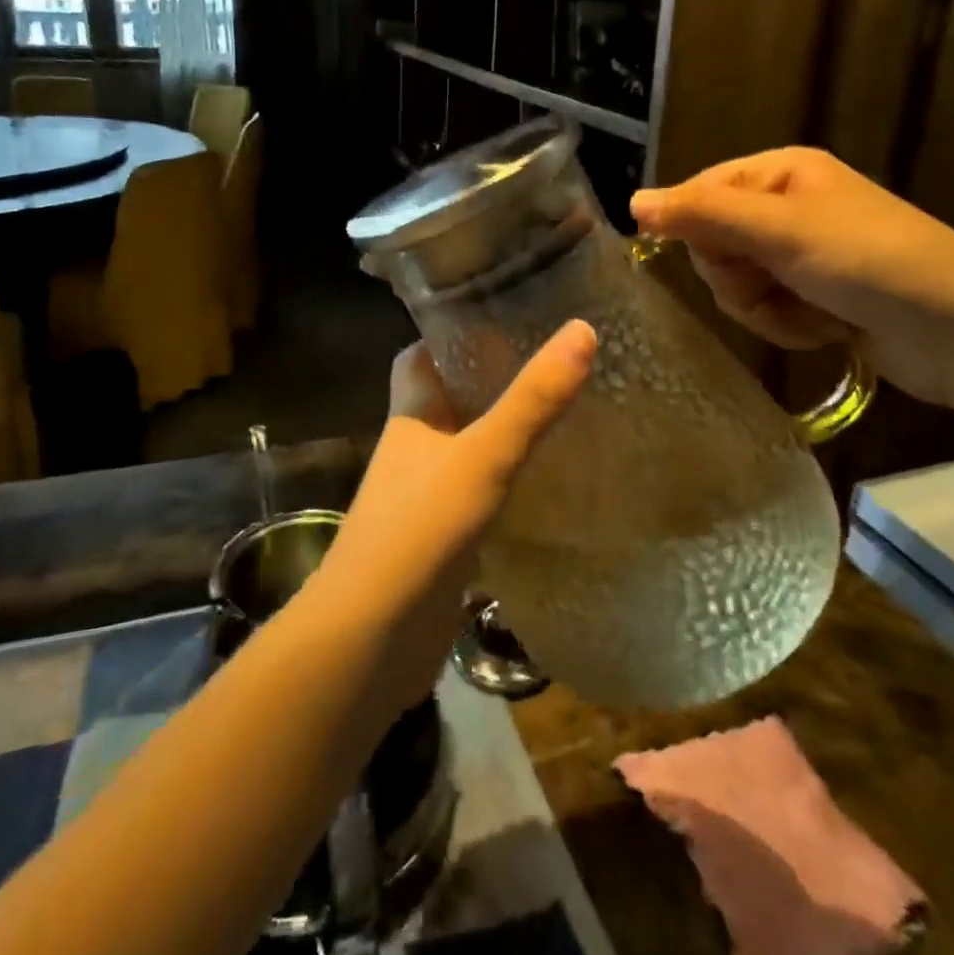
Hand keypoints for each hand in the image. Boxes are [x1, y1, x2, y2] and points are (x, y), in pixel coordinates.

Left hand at [313, 321, 596, 706]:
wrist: (371, 638)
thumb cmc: (420, 528)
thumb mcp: (485, 455)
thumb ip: (533, 400)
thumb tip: (582, 329)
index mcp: (412, 415)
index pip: (420, 355)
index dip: (451, 332)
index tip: (502, 316)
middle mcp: (413, 449)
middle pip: (449, 399)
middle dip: (490, 381)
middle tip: (549, 365)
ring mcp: (424, 496)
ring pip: (466, 448)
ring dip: (501, 434)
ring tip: (560, 415)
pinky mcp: (441, 539)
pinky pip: (478, 495)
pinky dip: (506, 484)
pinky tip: (547, 484)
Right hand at [630, 149, 953, 408]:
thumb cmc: (869, 262)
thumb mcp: (780, 230)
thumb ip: (703, 215)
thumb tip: (633, 202)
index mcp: (780, 173)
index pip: (699, 194)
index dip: (696, 230)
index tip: (719, 259)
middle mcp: (785, 207)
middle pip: (713, 243)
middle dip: (739, 276)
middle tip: (776, 282)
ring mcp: (799, 254)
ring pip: (735, 283)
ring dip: (764, 307)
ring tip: (810, 312)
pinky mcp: (812, 296)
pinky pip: (764, 310)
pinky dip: (786, 326)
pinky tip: (823, 329)